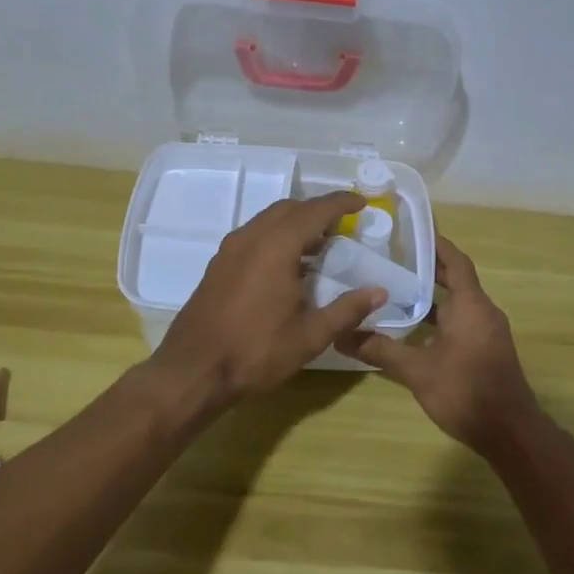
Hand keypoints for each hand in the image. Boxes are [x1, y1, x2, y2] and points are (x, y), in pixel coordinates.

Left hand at [146, 191, 385, 416]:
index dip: (341, 203)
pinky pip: (253, 236)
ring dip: (295, 223)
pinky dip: (276, 236)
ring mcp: (230, 249)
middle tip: (342, 226)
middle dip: (317, 211)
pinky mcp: (218, 265)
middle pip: (289, 208)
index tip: (361, 203)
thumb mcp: (310, 336)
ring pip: (268, 220)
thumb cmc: (256, 351)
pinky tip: (288, 266)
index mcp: (276, 246)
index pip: (315, 211)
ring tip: (319, 245)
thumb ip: (347, 309)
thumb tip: (379, 292)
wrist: (193, 370)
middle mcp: (251, 237)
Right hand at [336, 235, 543, 454]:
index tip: (412, 231)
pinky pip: (462, 320)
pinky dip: (439, 316)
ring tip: (396, 287)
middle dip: (429, 267)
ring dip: (432, 294)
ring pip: (458, 303)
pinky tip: (413, 327)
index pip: (456, 262)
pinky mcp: (486, 350)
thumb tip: (341, 336)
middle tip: (394, 257)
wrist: (509, 433)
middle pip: (456, 279)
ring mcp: (488, 332)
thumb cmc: (466, 391)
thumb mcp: (417, 371)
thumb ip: (381, 350)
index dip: (437, 244)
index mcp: (472, 306)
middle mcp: (484, 312)